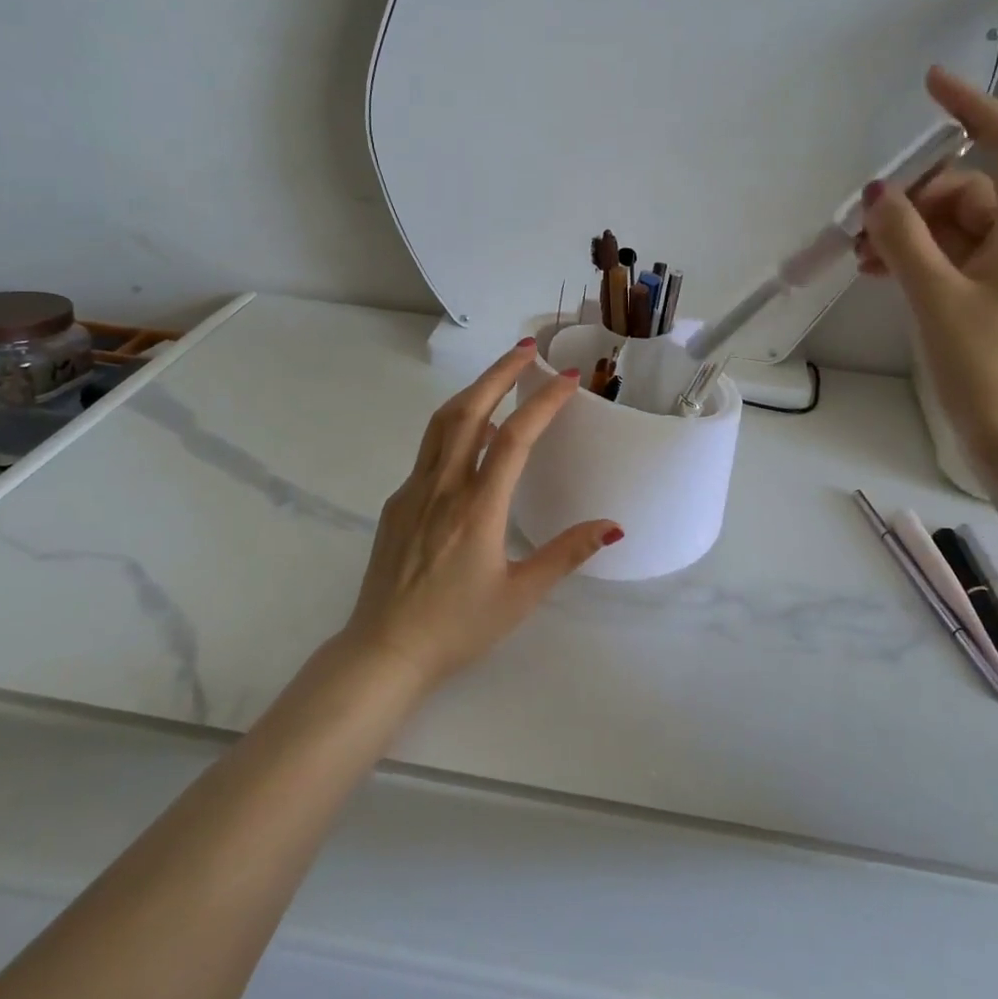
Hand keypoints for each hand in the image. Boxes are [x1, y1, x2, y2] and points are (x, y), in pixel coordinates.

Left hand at [339, 341, 621, 692]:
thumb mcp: (520, 595)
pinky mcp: (397, 503)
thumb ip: (566, 554)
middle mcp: (443, 488)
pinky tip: (470, 435)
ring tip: (500, 375)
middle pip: (470, 411)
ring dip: (473, 391)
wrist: (384, 650)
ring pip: (442, 424)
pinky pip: (429, 451)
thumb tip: (613, 526)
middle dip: (499, 373)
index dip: (542, 402)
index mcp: (478, 509)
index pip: (514, 438)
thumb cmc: (458, 628)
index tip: (566, 378)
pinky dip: (454, 426)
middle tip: (526, 348)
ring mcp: (414, 491)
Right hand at [857, 66, 997, 467]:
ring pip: (950, 229)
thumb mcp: (938, 299)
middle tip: (862, 231)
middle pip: (965, 191)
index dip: (972, 107)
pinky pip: (948, 261)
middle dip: (912, 200)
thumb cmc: (991, 369)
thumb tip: (878, 193)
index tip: (929, 84)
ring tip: (861, 262)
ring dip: (905, 235)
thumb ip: (904, 240)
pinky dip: (914, 261)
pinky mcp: (989, 303)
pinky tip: (879, 276)